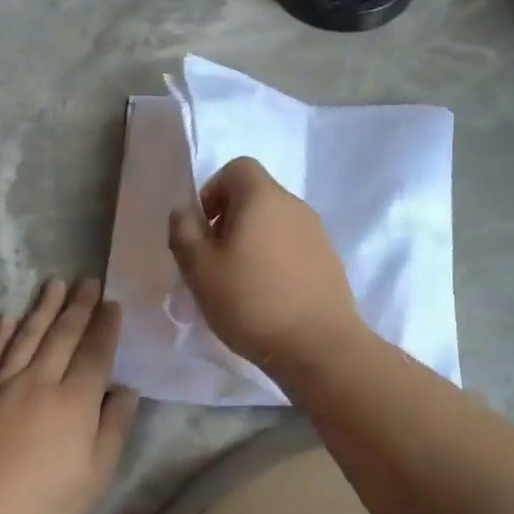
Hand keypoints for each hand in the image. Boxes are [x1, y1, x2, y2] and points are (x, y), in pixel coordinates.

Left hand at [0, 278, 139, 513]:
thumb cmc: (41, 503)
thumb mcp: (95, 476)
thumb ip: (114, 428)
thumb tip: (126, 391)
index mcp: (74, 401)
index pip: (95, 353)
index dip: (106, 327)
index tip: (112, 304)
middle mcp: (39, 381)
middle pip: (62, 335)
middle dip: (78, 306)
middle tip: (87, 281)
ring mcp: (1, 385)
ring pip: (26, 336)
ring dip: (43, 308)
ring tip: (54, 285)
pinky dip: (1, 334)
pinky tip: (8, 318)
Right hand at [167, 157, 365, 374]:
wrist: (319, 346)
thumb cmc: (251, 301)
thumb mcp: (200, 268)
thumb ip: (184, 231)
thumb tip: (185, 211)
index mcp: (263, 197)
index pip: (238, 167)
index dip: (213, 190)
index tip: (203, 227)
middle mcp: (295, 206)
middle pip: (256, 196)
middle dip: (229, 219)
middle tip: (214, 259)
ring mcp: (317, 233)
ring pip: (274, 223)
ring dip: (252, 242)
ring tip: (238, 282)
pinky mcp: (329, 261)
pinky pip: (292, 247)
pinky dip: (274, 260)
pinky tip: (266, 296)